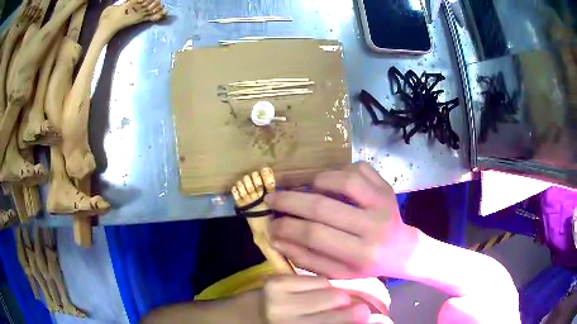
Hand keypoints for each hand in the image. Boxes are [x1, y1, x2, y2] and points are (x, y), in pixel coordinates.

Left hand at [261, 275, 383, 323]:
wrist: (256, 316)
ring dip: (332, 294)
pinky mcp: (275, 282)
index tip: (366, 314)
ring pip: (331, 287)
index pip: (339, 322)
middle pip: (340, 300)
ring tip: (320, 302)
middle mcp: (287, 319)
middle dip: (347, 304)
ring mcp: (278, 299)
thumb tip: (384, 321)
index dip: (358, 318)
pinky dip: (319, 286)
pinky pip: (317, 279)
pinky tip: (308, 294)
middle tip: (344, 307)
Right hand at [267, 162, 418, 278]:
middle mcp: (373, 225)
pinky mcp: (385, 185)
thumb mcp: (336, 272)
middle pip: (323, 206)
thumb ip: (305, 258)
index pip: (315, 235)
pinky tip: (330, 182)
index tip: (269, 224)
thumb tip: (275, 238)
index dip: (286, 227)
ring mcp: (382, 201)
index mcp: (361, 253)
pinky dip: (338, 171)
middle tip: (271, 198)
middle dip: (290, 200)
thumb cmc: (366, 265)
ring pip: (342, 180)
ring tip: (303, 189)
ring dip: (315, 181)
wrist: (400, 249)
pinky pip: (357, 168)